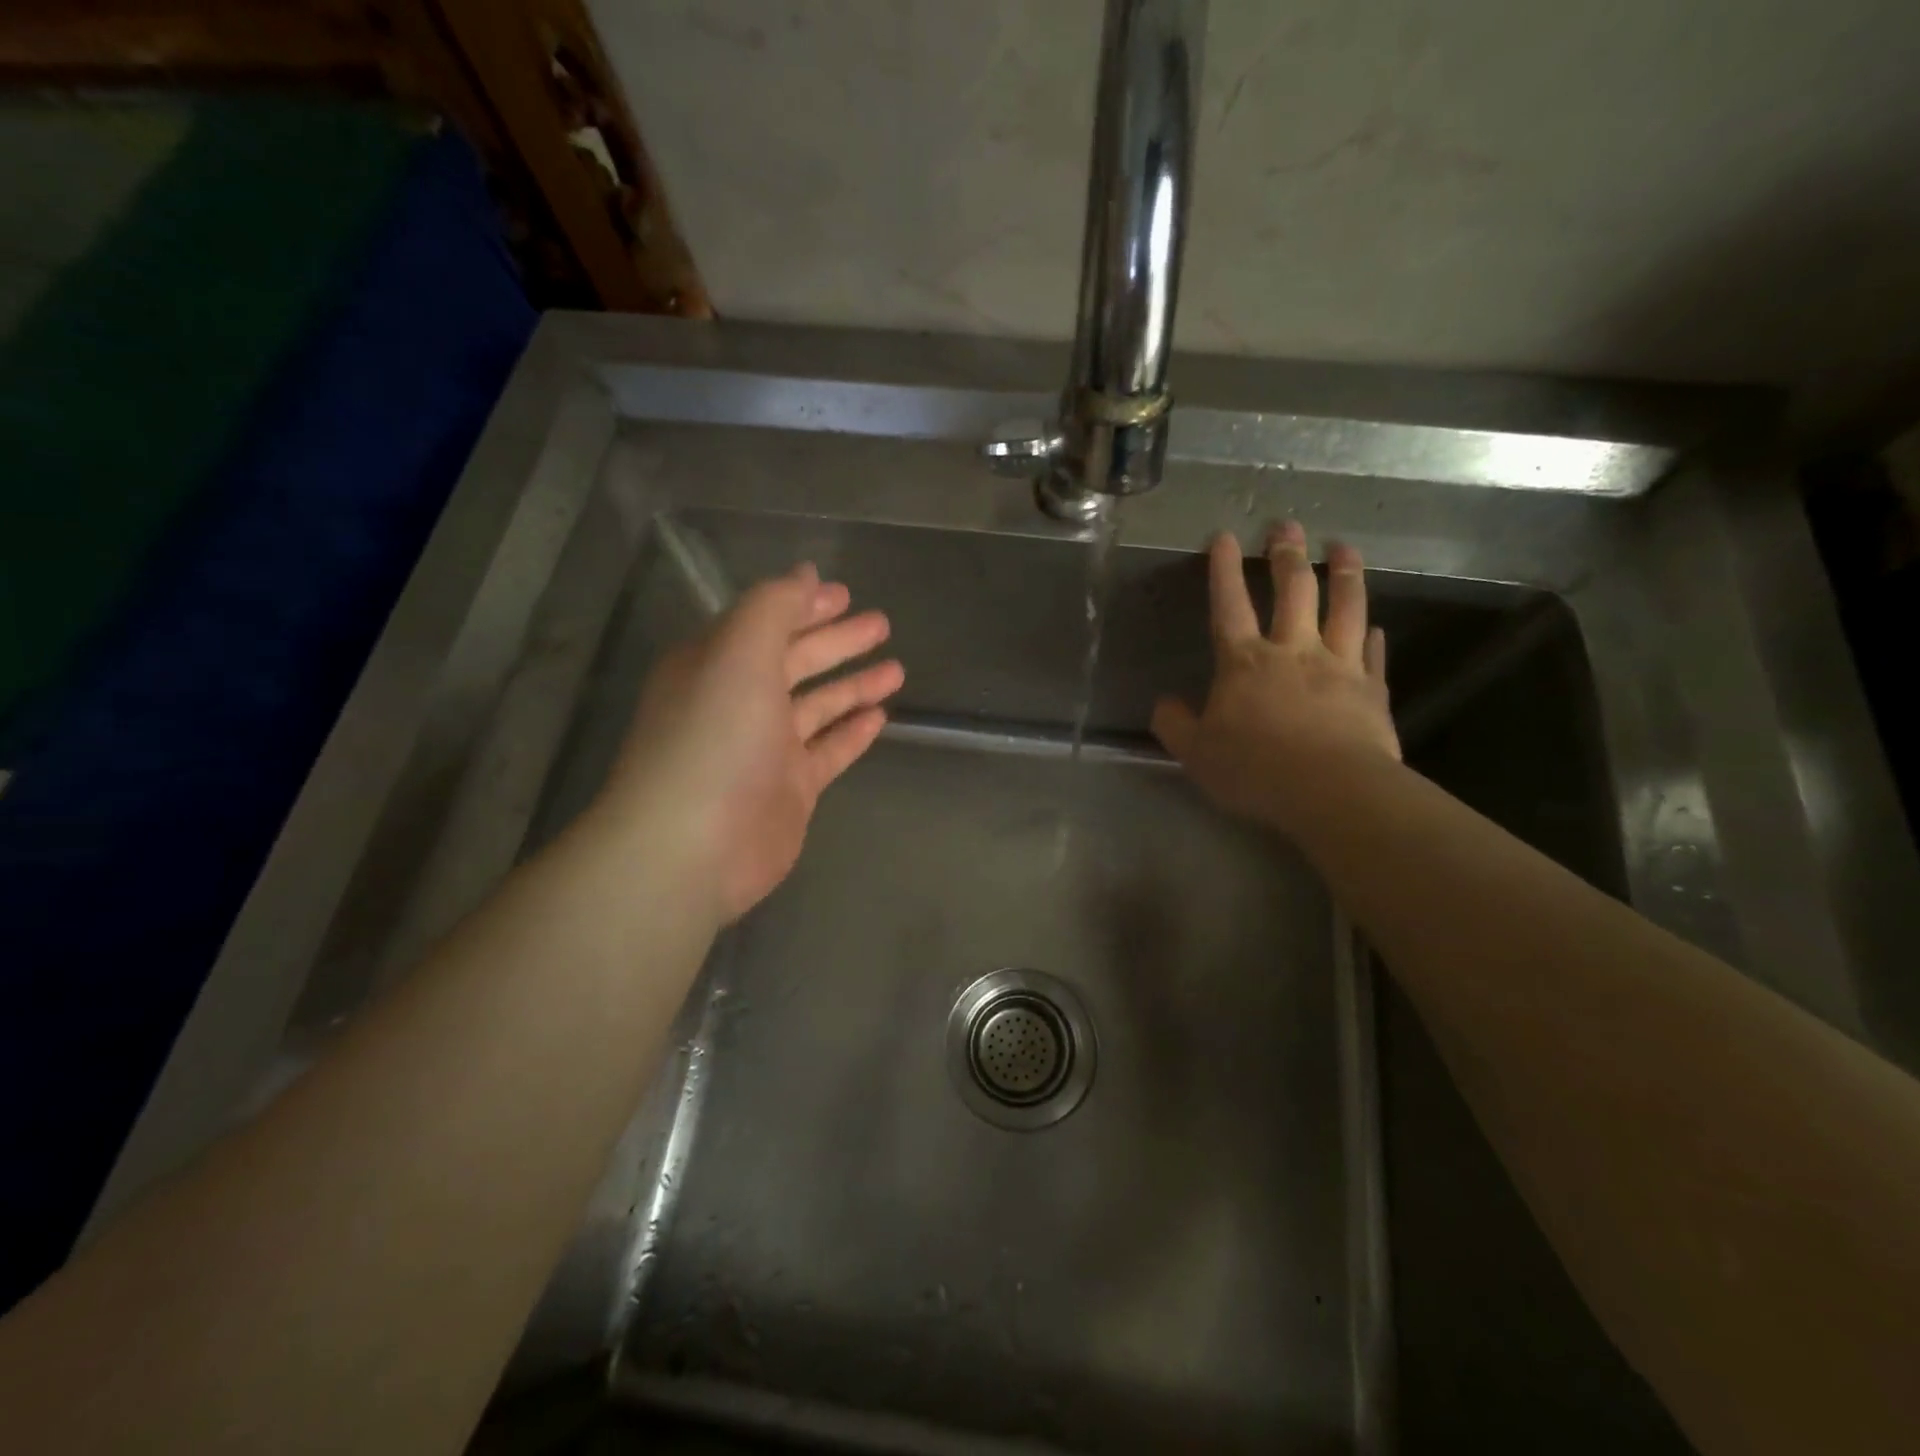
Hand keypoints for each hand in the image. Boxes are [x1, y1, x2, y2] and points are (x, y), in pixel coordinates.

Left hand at [598, 562, 903, 921]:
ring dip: (853, 685)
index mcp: (717, 665)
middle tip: (881, 624)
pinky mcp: (790, 789)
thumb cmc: (714, 738)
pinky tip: (880, 717)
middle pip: (796, 661)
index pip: (765, 624)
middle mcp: (739, 702)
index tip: (846, 594)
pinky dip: (852, 733)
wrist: (693, 846)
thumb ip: (774, 607)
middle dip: (837, 641)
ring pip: (817, 707)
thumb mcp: (740, 653)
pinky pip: (828, 751)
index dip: (804, 606)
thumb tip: (805, 573)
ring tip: (896, 669)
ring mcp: (766, 749)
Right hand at [1152, 524, 1397, 829]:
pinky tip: (1375, 625)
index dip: (1224, 569)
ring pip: (1344, 608)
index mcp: (1245, 663)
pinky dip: (1371, 635)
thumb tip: (1164, 704)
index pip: (1229, 605)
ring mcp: (1338, 666)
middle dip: (1288, 555)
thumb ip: (1176, 725)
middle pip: (1293, 592)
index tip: (1225, 536)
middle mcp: (1293, 651)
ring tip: (1344, 547)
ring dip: (1345, 574)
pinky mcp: (1372, 690)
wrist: (1331, 790)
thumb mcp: (1195, 753)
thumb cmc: (1255, 769)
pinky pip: (1372, 653)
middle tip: (1288, 525)